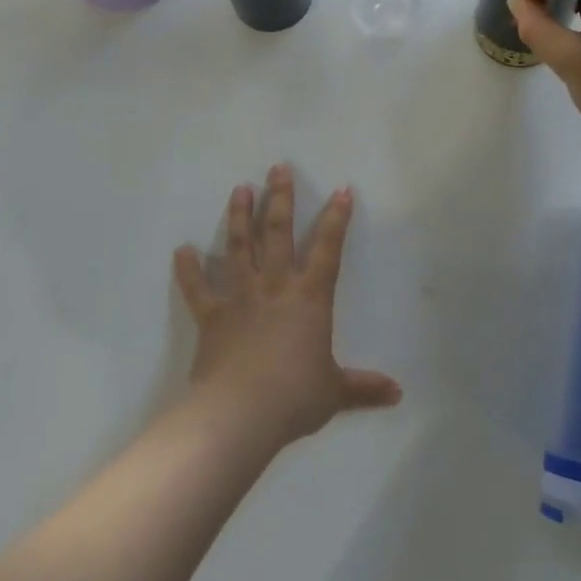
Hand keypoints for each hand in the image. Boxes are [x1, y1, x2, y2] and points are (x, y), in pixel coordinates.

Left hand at [172, 164, 401, 448]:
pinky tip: (182, 250)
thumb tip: (398, 394)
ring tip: (240, 189)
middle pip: (278, 232)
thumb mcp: (334, 392)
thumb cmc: (294, 397)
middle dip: (280, 197)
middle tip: (278, 167)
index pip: (328, 248)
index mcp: (309, 297)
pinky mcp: (212, 315)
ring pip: (239, 247)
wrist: (241, 413)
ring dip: (239, 216)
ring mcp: (240, 296)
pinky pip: (197, 288)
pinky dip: (188, 269)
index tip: (341, 190)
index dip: (336, 218)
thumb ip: (364, 387)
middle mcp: (275, 286)